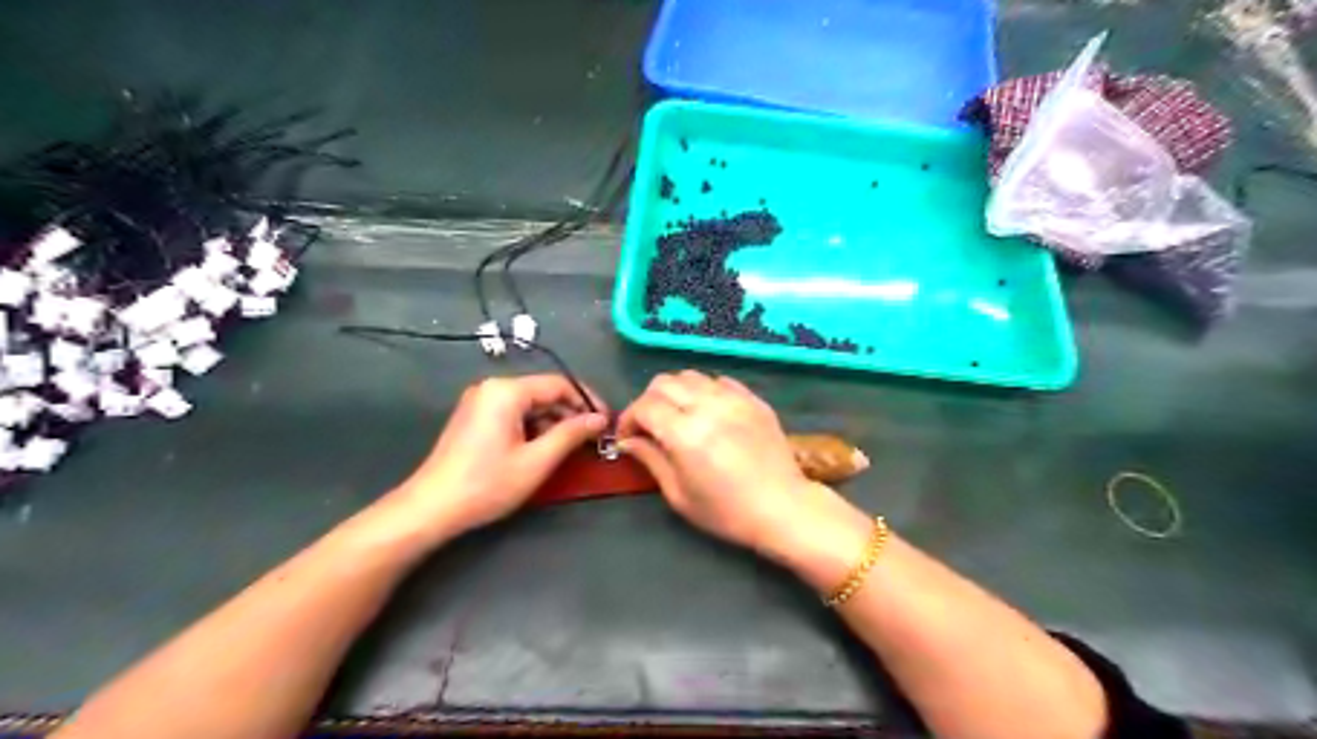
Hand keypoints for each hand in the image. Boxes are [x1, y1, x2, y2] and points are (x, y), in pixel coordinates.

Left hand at [381, 376, 606, 542]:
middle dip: (570, 414)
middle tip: (593, 439)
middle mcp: (492, 388)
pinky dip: (534, 428)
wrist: (431, 508)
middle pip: (544, 392)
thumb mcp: (537, 461)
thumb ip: (571, 434)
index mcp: (507, 391)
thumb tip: (600, 419)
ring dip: (553, 422)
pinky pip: (514, 414)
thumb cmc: (487, 484)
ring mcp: (480, 402)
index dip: (587, 401)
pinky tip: (545, 449)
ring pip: (530, 405)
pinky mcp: (474, 418)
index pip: (559, 384)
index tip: (607, 422)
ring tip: (573, 447)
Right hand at [617, 372, 843, 556]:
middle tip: (649, 426)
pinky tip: (709, 413)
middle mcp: (708, 406)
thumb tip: (628, 441)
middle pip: (664, 382)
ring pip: (691, 376)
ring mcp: (734, 399)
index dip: (628, 419)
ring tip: (678, 416)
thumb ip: (651, 460)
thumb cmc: (727, 512)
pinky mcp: (753, 400)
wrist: (783, 508)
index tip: (627, 437)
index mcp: (685, 433)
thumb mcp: (679, 495)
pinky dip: (705, 391)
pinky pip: (720, 381)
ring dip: (676, 392)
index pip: (644, 406)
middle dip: (648, 401)